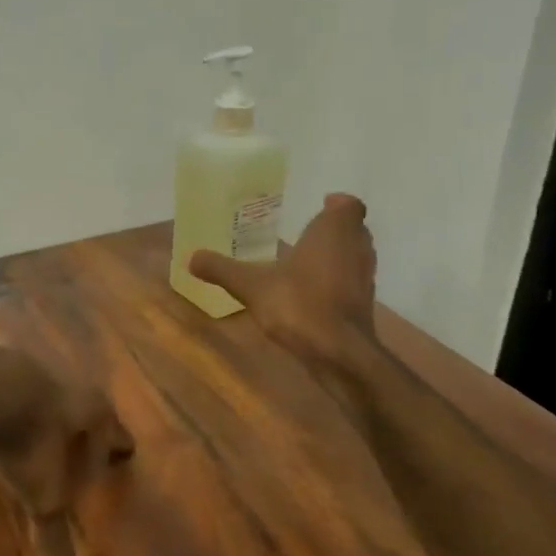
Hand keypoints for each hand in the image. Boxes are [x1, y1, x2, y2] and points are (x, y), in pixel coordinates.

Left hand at [0, 356, 134, 555]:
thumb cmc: (28, 442)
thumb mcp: (43, 493)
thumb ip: (54, 530)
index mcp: (89, 413)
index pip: (112, 430)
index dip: (117, 442)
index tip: (125, 448)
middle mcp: (65, 383)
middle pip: (81, 403)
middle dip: (81, 420)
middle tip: (83, 433)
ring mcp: (27, 366)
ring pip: (42, 388)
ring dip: (41, 404)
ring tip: (36, 420)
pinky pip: (3, 381)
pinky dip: (3, 396)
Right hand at [190, 192, 378, 367]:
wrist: (338, 352)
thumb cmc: (299, 304)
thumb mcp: (251, 286)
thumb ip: (222, 269)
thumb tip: (190, 257)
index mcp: (333, 231)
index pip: (349, 205)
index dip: (337, 204)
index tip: (322, 205)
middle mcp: (356, 248)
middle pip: (354, 229)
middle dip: (333, 229)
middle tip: (307, 233)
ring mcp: (365, 277)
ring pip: (355, 255)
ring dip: (336, 255)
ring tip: (306, 261)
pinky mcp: (364, 304)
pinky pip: (352, 281)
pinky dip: (337, 281)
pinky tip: (312, 292)